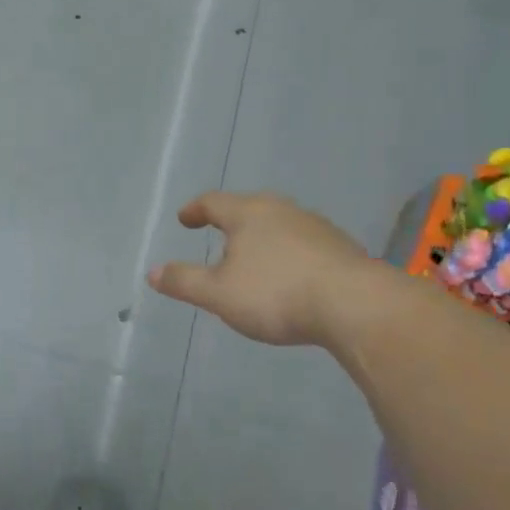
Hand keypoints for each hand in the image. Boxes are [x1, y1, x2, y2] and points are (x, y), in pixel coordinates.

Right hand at [148, 191, 382, 346]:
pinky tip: (291, 274)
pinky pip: (304, 243)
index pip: (214, 202)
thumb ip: (184, 281)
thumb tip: (152, 272)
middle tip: (219, 234)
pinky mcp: (342, 248)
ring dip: (263, 237)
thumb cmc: (276, 294)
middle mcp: (282, 210)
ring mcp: (316, 227)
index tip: (185, 219)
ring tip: (255, 257)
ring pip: (280, 224)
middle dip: (232, 220)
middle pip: (250, 207)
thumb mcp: (219, 294)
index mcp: (248, 214)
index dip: (195, 210)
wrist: (356, 306)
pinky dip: (289, 253)